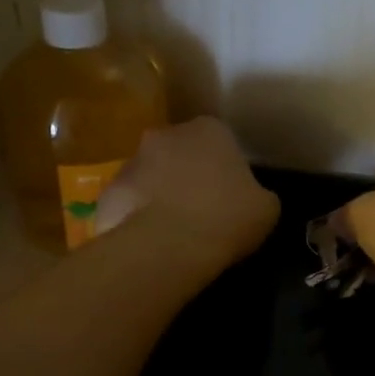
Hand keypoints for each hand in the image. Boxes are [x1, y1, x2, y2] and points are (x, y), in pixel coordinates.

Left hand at [97, 118, 280, 271]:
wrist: (168, 245)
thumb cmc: (226, 217)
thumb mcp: (266, 208)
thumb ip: (257, 194)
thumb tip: (250, 198)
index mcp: (209, 130)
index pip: (219, 141)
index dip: (224, 168)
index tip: (229, 195)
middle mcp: (166, 135)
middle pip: (179, 153)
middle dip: (186, 174)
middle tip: (201, 209)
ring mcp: (131, 161)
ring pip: (150, 176)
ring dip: (159, 194)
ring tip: (173, 231)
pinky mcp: (108, 192)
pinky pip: (128, 203)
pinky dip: (136, 217)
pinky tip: (150, 242)